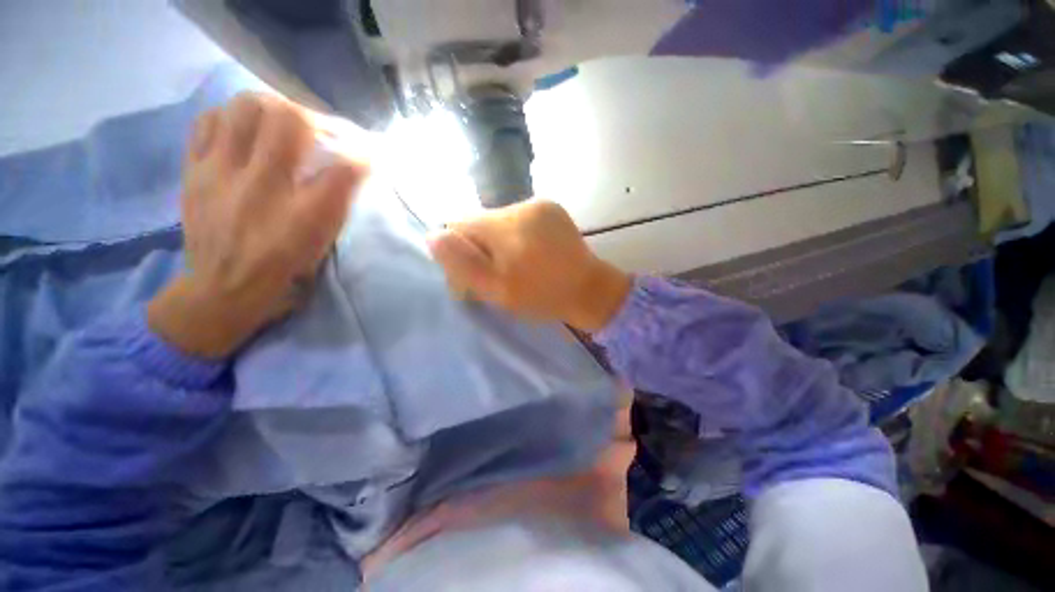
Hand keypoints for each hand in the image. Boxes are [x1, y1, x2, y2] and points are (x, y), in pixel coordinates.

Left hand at [148, 92, 368, 357]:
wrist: (222, 289)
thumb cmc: (282, 269)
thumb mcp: (322, 243)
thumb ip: (338, 203)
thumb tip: (354, 167)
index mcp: (302, 214)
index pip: (343, 167)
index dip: (362, 153)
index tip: (368, 153)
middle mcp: (262, 186)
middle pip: (286, 118)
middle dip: (314, 117)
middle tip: (321, 132)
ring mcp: (220, 173)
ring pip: (243, 108)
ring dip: (272, 109)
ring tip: (282, 125)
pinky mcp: (194, 170)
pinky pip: (208, 122)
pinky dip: (231, 117)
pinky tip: (243, 131)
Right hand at [426, 200, 631, 331]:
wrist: (590, 291)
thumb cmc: (543, 296)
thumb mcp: (498, 290)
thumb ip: (464, 264)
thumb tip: (433, 235)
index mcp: (506, 226)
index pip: (459, 225)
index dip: (458, 250)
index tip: (472, 274)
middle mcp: (522, 206)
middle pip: (480, 222)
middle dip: (479, 247)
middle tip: (496, 274)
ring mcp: (540, 204)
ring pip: (498, 220)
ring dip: (497, 242)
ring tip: (516, 265)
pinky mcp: (552, 208)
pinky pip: (519, 219)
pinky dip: (515, 236)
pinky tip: (529, 254)